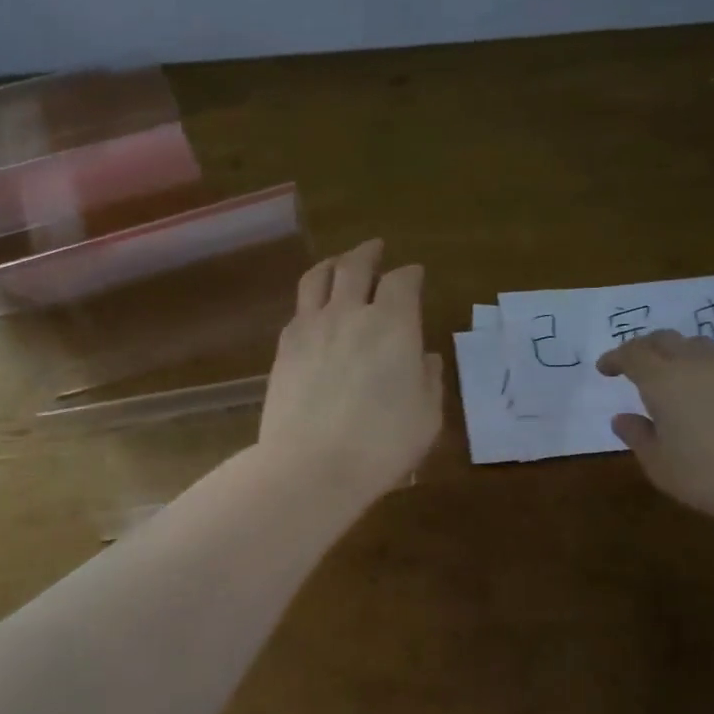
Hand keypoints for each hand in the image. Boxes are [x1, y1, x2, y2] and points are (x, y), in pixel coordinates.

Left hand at [258, 239, 443, 502]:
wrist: (311, 466)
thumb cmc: (382, 444)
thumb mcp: (426, 416)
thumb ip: (428, 380)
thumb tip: (425, 357)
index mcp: (393, 324)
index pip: (402, 281)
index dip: (411, 274)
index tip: (415, 274)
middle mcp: (350, 313)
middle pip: (356, 266)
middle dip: (369, 252)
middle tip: (375, 248)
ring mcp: (312, 327)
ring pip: (318, 278)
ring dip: (333, 264)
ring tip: (339, 263)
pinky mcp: (285, 348)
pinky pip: (298, 309)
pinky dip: (311, 300)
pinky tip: (314, 310)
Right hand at [597, 330, 713, 530]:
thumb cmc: (712, 476)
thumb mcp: (661, 466)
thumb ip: (638, 437)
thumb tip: (622, 418)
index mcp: (663, 381)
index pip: (632, 354)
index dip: (615, 358)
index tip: (604, 369)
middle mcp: (696, 365)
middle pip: (665, 339)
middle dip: (644, 347)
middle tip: (634, 363)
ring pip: (699, 345)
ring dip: (680, 351)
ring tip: (675, 371)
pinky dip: (713, 370)